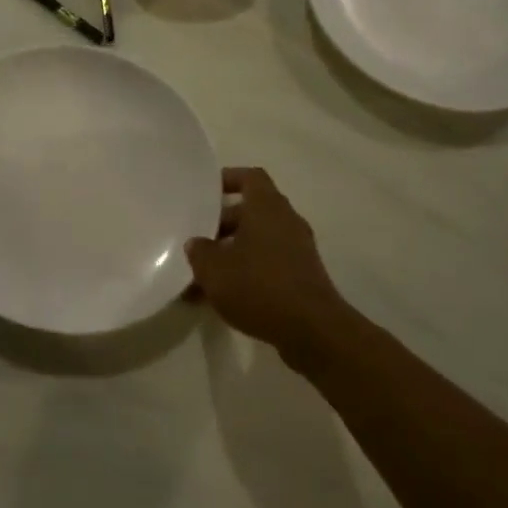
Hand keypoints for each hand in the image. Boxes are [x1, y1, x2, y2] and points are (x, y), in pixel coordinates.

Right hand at [186, 167, 349, 355]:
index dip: (229, 178)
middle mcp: (286, 222)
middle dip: (221, 224)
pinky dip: (244, 273)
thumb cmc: (259, 287)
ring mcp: (297, 251)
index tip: (206, 191)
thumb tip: (197, 244)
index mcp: (267, 208)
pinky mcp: (301, 277)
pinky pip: (266, 264)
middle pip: (251, 212)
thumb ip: (200, 251)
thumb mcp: (214, 269)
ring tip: (200, 275)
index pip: (251, 177)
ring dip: (230, 253)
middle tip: (195, 239)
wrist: (312, 330)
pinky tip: (220, 297)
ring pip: (257, 241)